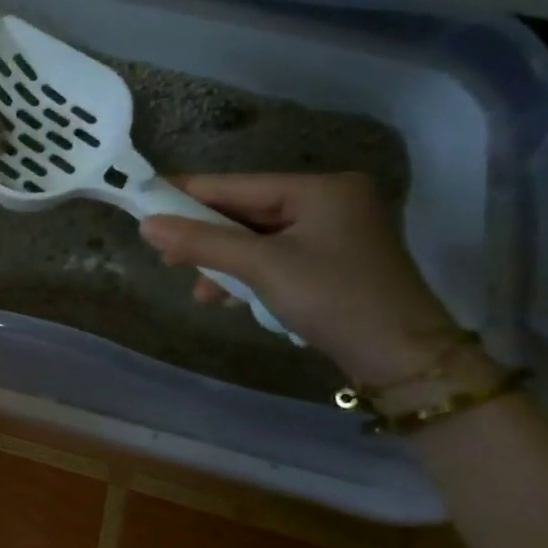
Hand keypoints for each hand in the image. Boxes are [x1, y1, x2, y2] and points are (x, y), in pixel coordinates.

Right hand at [139, 172, 459, 382]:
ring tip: (198, 289)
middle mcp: (329, 202)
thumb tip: (145, 225)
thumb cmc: (334, 299)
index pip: (236, 185)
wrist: (404, 362)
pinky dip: (247, 276)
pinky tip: (227, 298)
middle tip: (162, 253)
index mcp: (320, 189)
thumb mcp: (262, 267)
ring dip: (223, 263)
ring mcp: (332, 234)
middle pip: (245, 212)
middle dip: (205, 236)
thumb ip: (201, 242)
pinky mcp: (331, 264)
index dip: (187, 193)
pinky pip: (272, 258)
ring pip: (255, 239)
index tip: (142, 199)